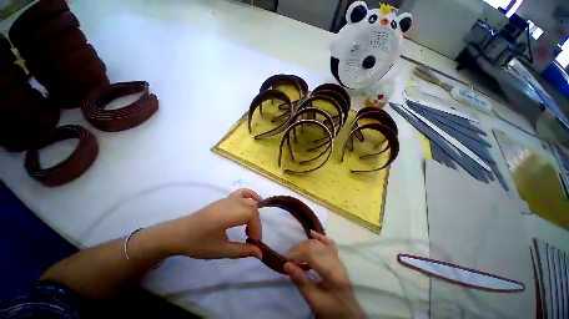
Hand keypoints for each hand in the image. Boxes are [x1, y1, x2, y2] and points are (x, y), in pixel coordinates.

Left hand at [154, 188, 262, 258]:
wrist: (179, 234)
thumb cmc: (198, 244)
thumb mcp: (221, 250)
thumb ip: (242, 251)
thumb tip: (260, 254)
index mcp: (227, 215)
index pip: (251, 214)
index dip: (257, 227)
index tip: (253, 241)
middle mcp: (230, 203)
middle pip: (252, 207)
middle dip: (256, 222)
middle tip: (251, 237)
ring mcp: (228, 199)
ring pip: (249, 200)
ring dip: (254, 212)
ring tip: (251, 225)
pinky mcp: (225, 199)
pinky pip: (242, 192)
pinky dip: (251, 195)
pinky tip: (255, 201)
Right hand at [284, 232, 362, 318]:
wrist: (348, 316)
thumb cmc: (331, 311)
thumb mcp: (315, 301)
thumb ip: (301, 282)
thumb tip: (286, 265)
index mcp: (332, 272)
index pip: (312, 254)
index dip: (297, 254)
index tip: (286, 260)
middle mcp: (336, 261)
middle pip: (315, 247)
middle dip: (300, 249)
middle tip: (289, 258)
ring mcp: (338, 259)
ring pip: (320, 244)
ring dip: (306, 245)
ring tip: (296, 251)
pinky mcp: (337, 259)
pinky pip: (329, 243)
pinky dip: (320, 237)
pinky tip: (312, 233)